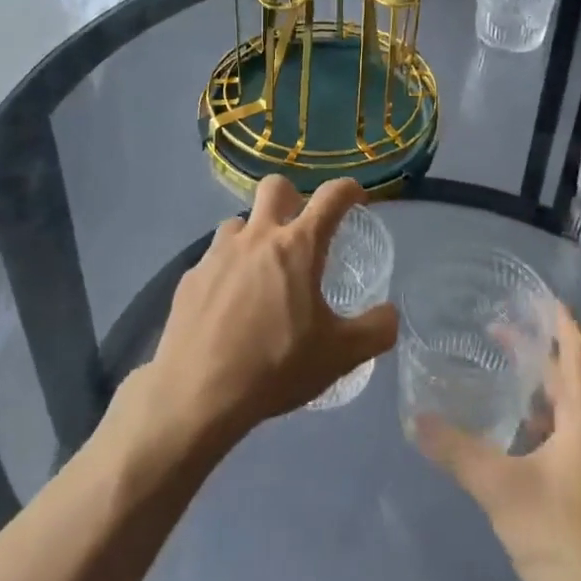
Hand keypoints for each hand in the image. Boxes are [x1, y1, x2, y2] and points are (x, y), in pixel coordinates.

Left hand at [146, 176, 398, 446]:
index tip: (356, 197)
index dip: (348, 189)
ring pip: (240, 222)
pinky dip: (227, 270)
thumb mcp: (340, 356)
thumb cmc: (276, 366)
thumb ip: (375, 331)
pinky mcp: (190, 277)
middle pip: (275, 187)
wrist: (197, 394)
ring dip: (255, 236)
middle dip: (292, 197)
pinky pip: (213, 259)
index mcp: (297, 246)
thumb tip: (389, 314)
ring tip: (261, 272)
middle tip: (300, 229)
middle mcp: (257, 237)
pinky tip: (228, 305)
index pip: (331, 197)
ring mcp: (218, 253)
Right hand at [414, 308, 580, 580]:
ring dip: (543, 388)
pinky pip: (576, 438)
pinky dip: (548, 422)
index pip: (579, 349)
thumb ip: (457, 451)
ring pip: (575, 410)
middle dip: (539, 351)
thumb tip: (416, 419)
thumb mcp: (501, 490)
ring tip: (505, 380)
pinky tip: (521, 441)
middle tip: (498, 332)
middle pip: (575, 376)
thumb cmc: (564, 539)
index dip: (560, 318)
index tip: (533, 294)